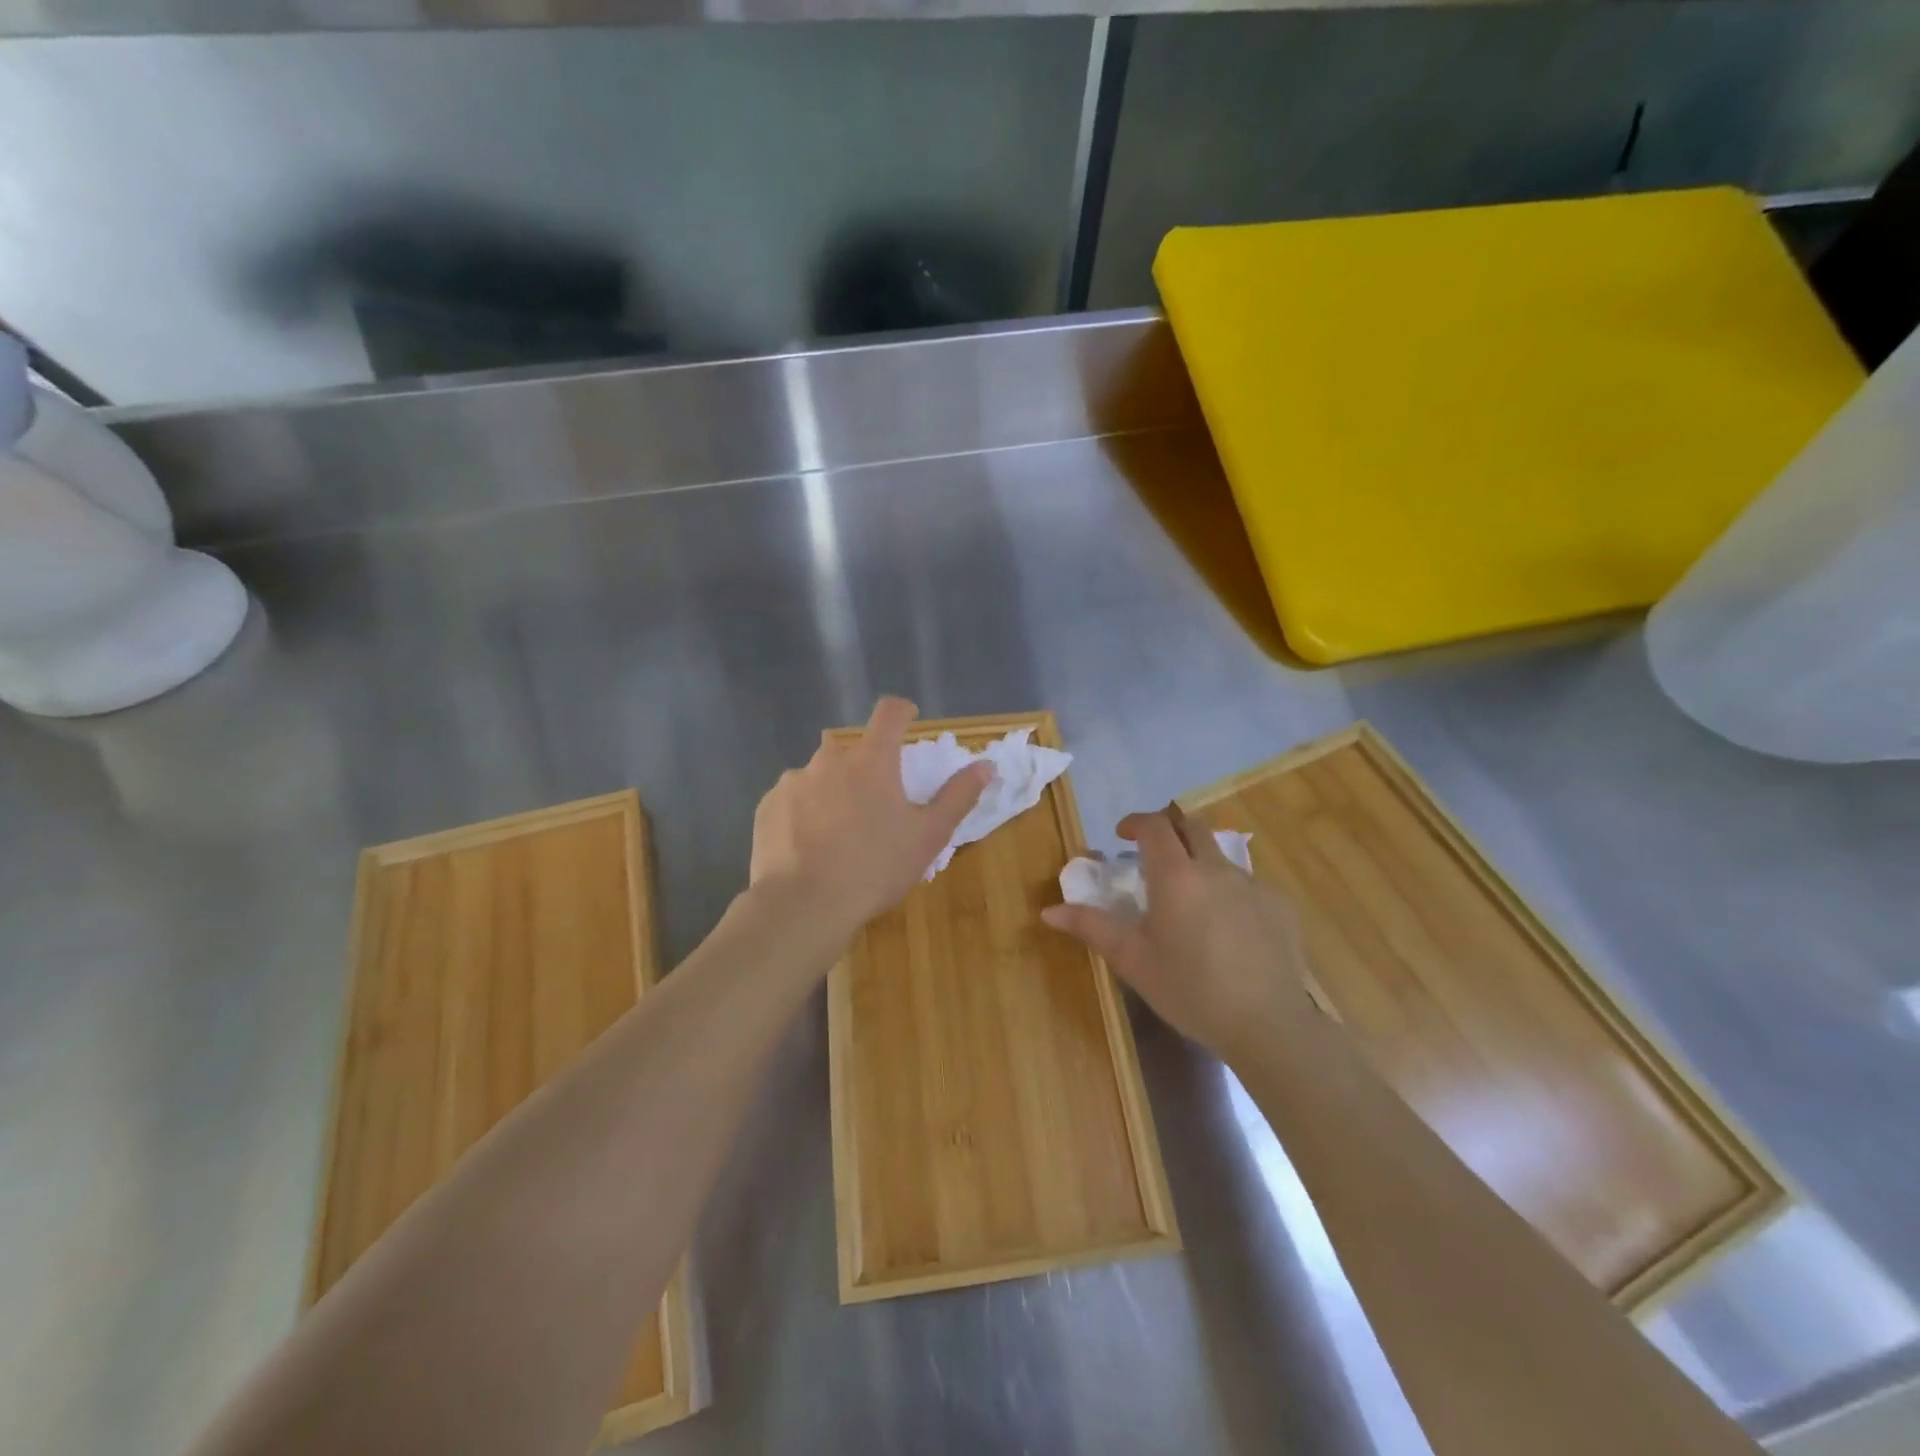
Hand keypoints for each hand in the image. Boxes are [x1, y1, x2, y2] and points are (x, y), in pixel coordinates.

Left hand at [750, 697, 990, 932]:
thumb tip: (986, 765)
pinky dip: (804, 813)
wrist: (803, 906)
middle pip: (854, 751)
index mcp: (871, 760)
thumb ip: (957, 796)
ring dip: (832, 792)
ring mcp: (794, 781)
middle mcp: (830, 759)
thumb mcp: (928, 836)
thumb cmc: (875, 868)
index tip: (908, 722)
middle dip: (866, 769)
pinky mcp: (768, 806)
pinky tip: (809, 846)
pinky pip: (793, 799)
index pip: (889, 713)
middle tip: (875, 808)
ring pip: (820, 776)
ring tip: (838, 834)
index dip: (902, 712)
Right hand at [1042, 806, 1313, 1062]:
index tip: (1122, 835)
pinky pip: (1248, 884)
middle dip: (1168, 831)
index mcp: (1176, 875)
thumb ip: (1091, 926)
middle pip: (1191, 827)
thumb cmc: (1189, 990)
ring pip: (1220, 856)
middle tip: (1152, 856)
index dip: (1136, 822)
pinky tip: (1227, 928)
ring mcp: (1253, 885)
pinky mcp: (1280, 906)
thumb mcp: (1133, 960)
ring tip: (1189, 898)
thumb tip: (1049, 911)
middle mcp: (1216, 869)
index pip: (1155, 826)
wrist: (1267, 1024)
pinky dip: (1229, 891)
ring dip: (1199, 862)